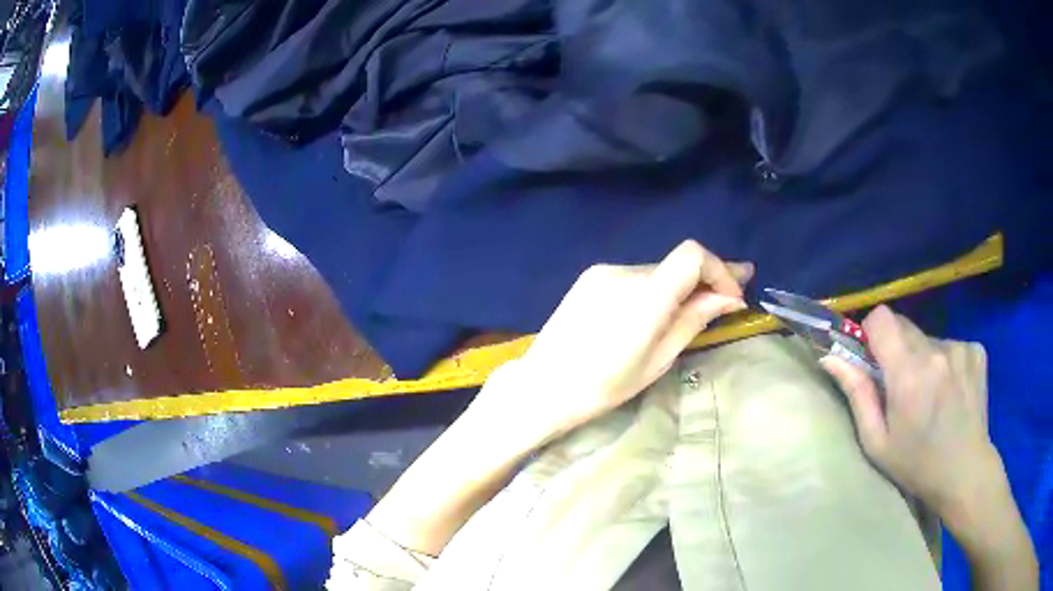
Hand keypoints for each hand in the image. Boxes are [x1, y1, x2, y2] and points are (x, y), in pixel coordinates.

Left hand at [473, 240, 752, 441]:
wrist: (543, 385)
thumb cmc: (603, 386)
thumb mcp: (658, 360)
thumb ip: (694, 320)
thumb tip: (729, 297)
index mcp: (644, 296)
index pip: (692, 255)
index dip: (720, 269)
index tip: (732, 295)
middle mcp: (623, 272)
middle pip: (676, 264)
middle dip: (705, 281)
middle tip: (727, 299)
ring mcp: (603, 272)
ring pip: (657, 271)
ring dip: (678, 287)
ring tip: (688, 312)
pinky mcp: (590, 276)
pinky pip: (634, 277)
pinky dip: (653, 289)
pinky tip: (650, 313)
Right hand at [820, 306, 998, 524]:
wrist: (965, 472)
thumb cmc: (916, 465)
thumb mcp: (877, 442)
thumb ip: (857, 394)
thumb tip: (831, 357)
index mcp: (909, 374)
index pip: (882, 318)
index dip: (872, 333)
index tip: (873, 358)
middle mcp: (936, 351)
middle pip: (905, 326)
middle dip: (897, 349)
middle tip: (902, 386)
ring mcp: (960, 348)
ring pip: (928, 338)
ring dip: (923, 358)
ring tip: (931, 395)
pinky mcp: (976, 350)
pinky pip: (950, 345)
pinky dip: (945, 362)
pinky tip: (951, 391)